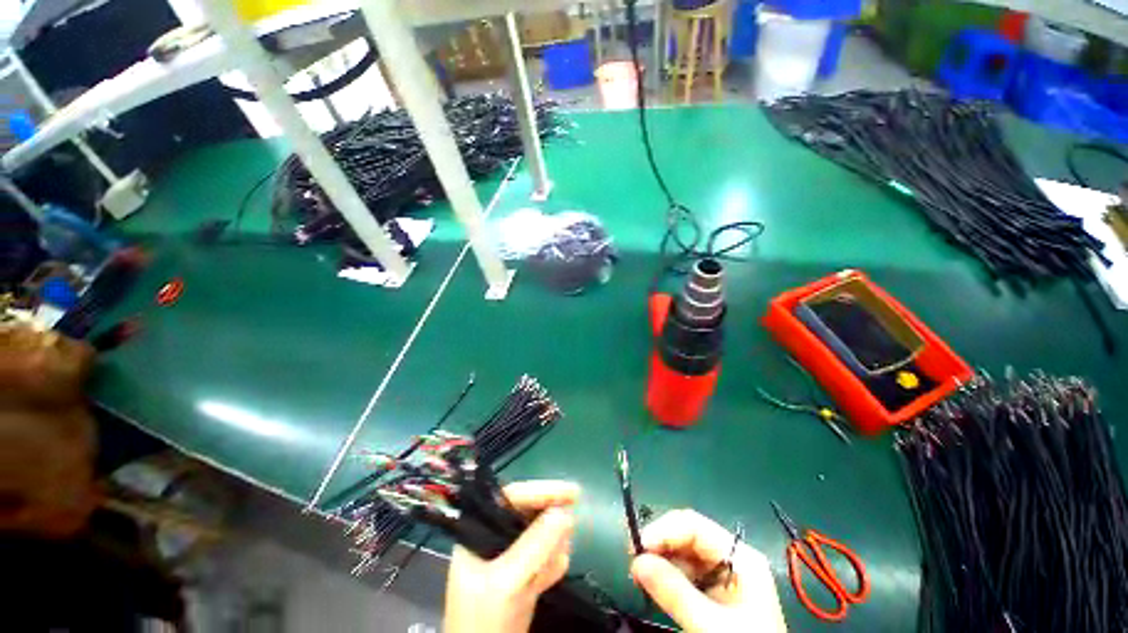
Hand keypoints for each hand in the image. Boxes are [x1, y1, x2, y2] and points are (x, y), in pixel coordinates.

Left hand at [444, 480, 578, 632]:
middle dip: (549, 523)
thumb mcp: (507, 582)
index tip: (573, 491)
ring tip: (551, 564)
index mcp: (479, 531)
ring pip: (541, 535)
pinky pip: (544, 557)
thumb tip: (565, 512)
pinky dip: (551, 564)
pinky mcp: (522, 576)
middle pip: (530, 514)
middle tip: (569, 528)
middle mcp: (494, 539)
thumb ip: (534, 546)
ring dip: (552, 546)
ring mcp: (509, 558)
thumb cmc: (484, 621)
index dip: (542, 490)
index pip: (513, 497)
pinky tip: (551, 576)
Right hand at [631, 510, 787, 632]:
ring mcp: (722, 576)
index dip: (663, 530)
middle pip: (686, 536)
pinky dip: (665, 576)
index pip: (694, 525)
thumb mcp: (711, 624)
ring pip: (682, 554)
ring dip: (658, 560)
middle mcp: (731, 558)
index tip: (637, 546)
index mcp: (740, 557)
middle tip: (632, 558)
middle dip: (658, 544)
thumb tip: (637, 561)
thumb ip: (674, 592)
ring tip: (638, 573)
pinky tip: (652, 583)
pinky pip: (683, 574)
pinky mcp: (713, 593)